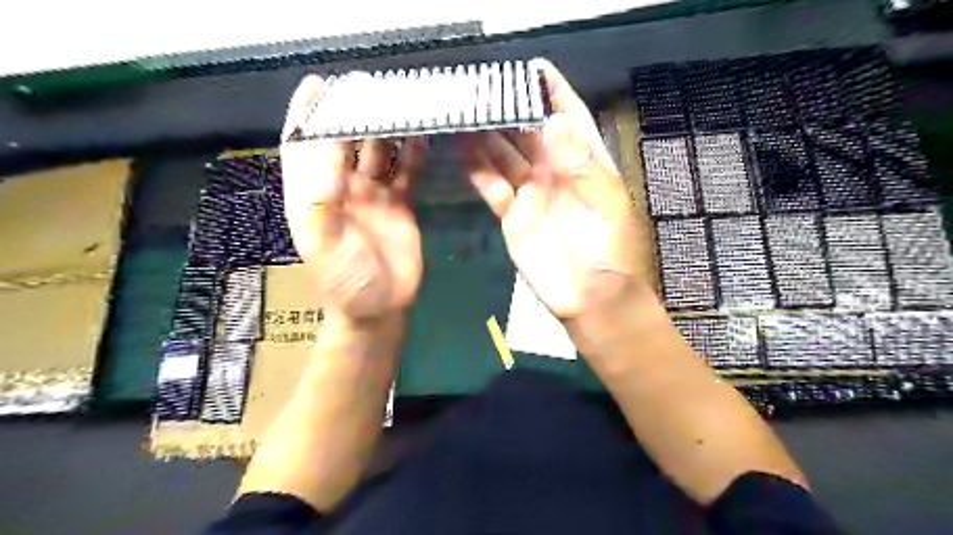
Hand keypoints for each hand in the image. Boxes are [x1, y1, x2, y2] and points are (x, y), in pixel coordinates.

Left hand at [280, 75, 425, 320]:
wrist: (380, 308)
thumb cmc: (345, 280)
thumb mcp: (324, 241)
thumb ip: (322, 196)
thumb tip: (328, 144)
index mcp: (313, 196)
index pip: (304, 146)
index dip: (307, 115)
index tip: (317, 84)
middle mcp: (340, 189)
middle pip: (344, 143)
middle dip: (355, 115)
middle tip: (372, 87)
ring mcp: (371, 196)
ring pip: (378, 153)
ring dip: (387, 130)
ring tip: (401, 103)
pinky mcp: (398, 205)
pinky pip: (404, 173)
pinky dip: (412, 155)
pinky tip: (422, 137)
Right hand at [464, 61, 654, 322]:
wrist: (589, 299)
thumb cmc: (608, 252)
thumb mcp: (605, 206)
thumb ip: (581, 165)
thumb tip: (555, 120)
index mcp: (585, 165)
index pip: (569, 119)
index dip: (554, 93)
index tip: (535, 68)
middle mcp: (556, 173)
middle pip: (530, 134)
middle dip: (511, 110)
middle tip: (485, 87)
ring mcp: (532, 194)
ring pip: (506, 156)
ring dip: (488, 135)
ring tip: (467, 110)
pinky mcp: (512, 216)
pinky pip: (492, 186)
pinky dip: (478, 169)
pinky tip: (463, 148)